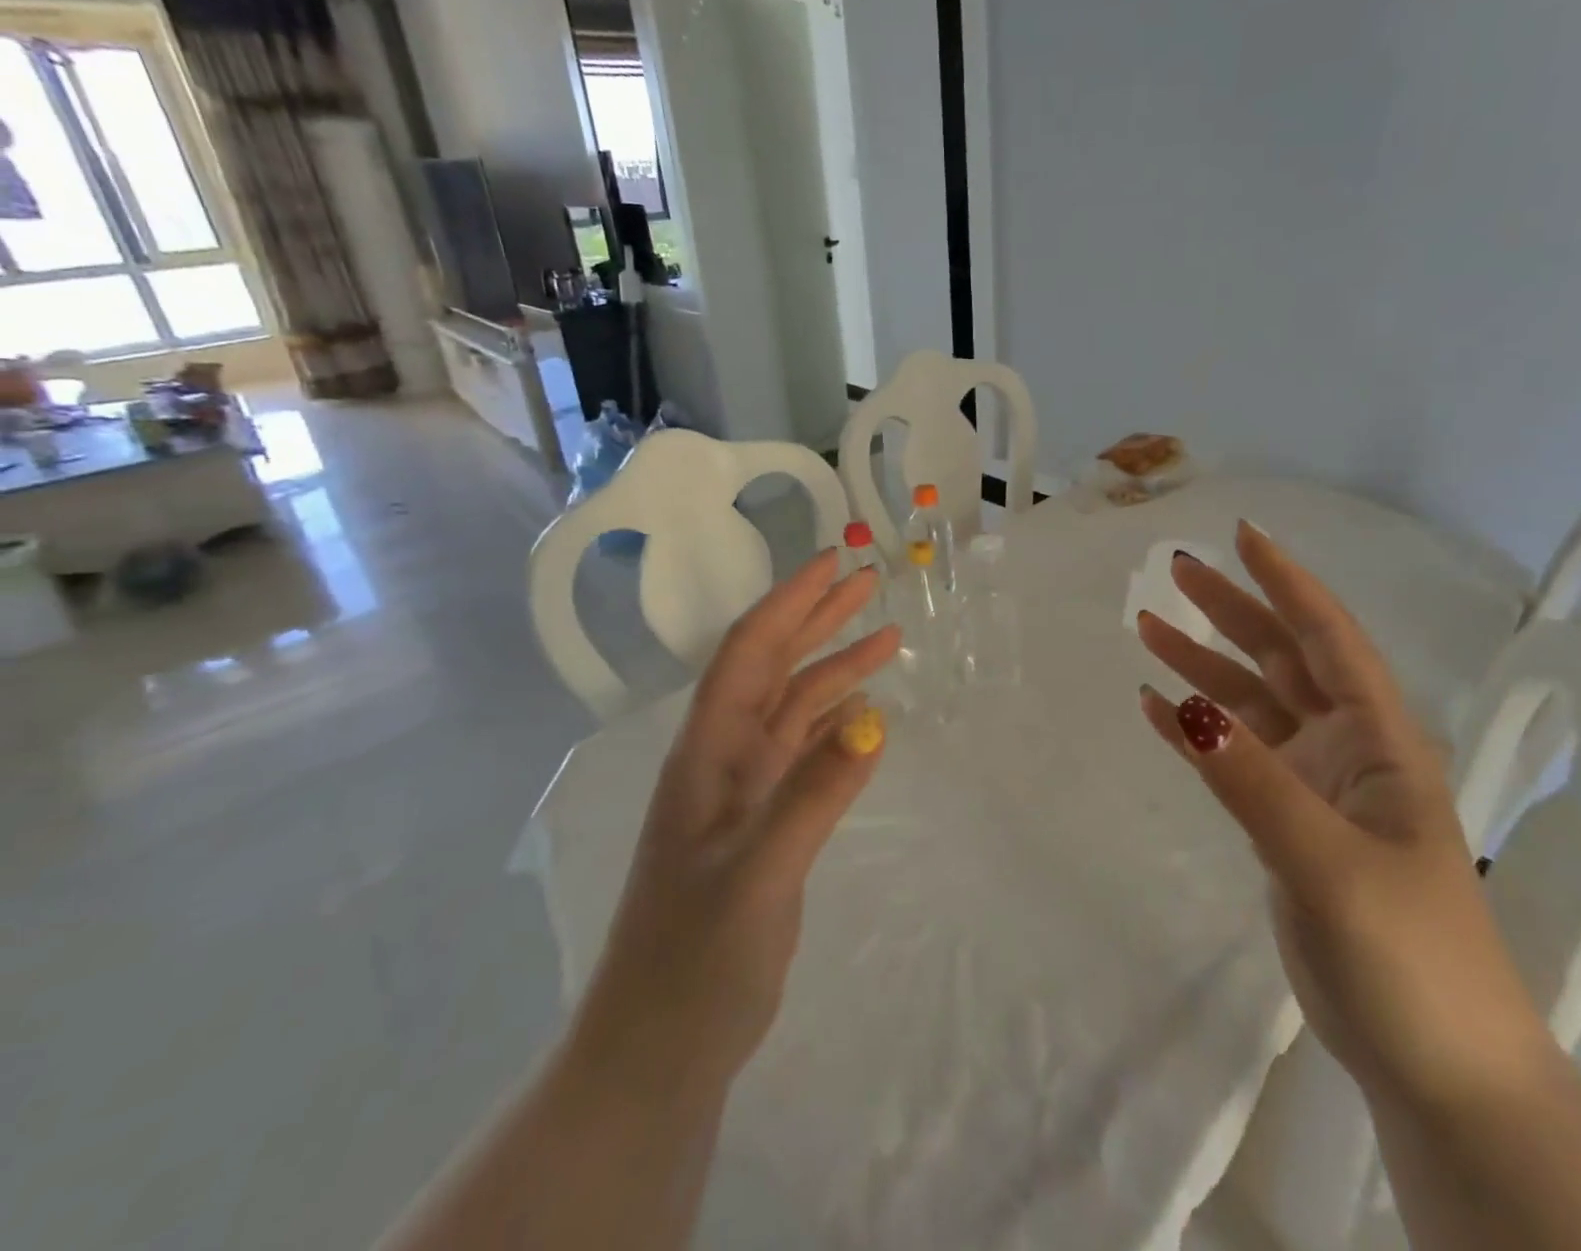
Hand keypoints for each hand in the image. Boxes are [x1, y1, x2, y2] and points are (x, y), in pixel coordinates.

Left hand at [572, 550, 901, 1097]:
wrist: (660, 1049)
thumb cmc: (694, 960)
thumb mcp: (758, 875)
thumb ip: (815, 795)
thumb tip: (876, 721)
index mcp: (708, 754)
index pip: (750, 653)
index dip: (790, 602)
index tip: (834, 563)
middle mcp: (724, 759)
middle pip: (774, 667)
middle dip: (819, 618)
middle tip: (869, 581)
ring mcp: (746, 793)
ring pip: (796, 708)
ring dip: (837, 670)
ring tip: (888, 639)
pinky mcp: (766, 825)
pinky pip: (808, 754)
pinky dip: (840, 724)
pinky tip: (870, 714)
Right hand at [1136, 521, 1554, 1106]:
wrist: (1438, 1068)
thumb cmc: (1407, 953)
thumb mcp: (1328, 862)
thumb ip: (1253, 781)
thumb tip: (1182, 704)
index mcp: (1380, 742)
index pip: (1327, 638)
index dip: (1287, 582)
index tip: (1242, 536)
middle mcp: (1347, 749)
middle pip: (1281, 658)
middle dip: (1232, 609)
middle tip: (1174, 570)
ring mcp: (1314, 786)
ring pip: (1250, 704)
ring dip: (1202, 663)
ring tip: (1147, 626)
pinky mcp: (1286, 823)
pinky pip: (1232, 757)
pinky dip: (1194, 730)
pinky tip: (1156, 707)